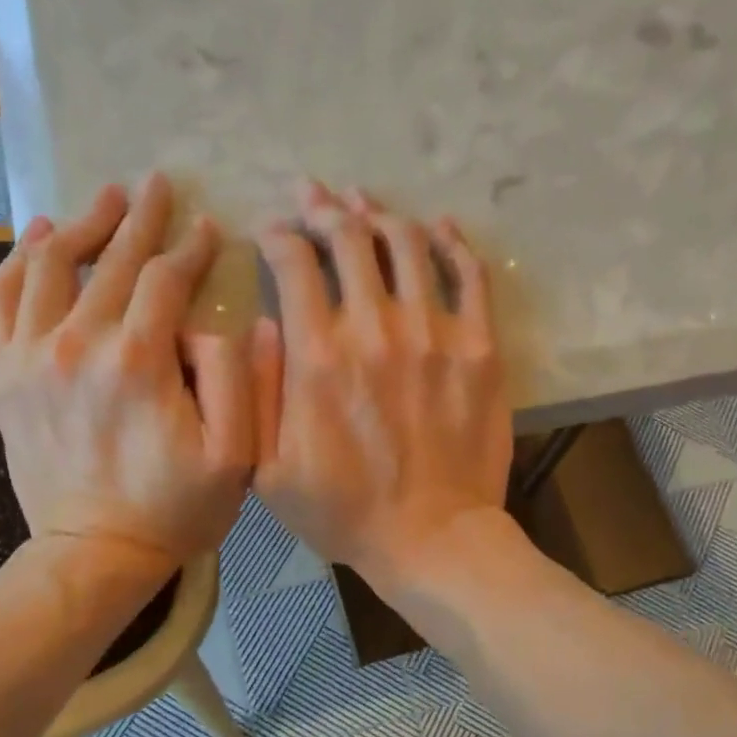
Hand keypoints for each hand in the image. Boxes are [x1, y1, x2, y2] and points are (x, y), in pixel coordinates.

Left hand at [0, 173, 253, 571]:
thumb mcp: (235, 457)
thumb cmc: (174, 509)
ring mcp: (30, 357)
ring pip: (49, 265)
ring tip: (104, 201)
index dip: (190, 248)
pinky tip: (36, 240)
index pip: (165, 279)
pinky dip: (17, 262)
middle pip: (109, 260)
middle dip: (140, 218)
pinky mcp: (3, 376)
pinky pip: (0, 300)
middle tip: (157, 184)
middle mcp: (78, 344)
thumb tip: (218, 322)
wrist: (93, 554)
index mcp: (139, 361)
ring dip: (80, 225)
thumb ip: (237, 380)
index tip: (208, 226)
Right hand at [251, 181, 511, 590]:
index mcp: (318, 357)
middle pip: (348, 239)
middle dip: (323, 208)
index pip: (294, 264)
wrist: (433, 539)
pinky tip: (436, 226)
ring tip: (363, 201)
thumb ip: (257, 392)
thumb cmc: (344, 512)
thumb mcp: (269, 470)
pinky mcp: (480, 347)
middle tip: (312, 196)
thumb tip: (262, 324)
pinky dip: (451, 242)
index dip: (277, 235)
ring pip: (406, 243)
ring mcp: (435, 333)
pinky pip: (469, 275)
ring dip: (379, 213)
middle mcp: (375, 329)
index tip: (270, 231)